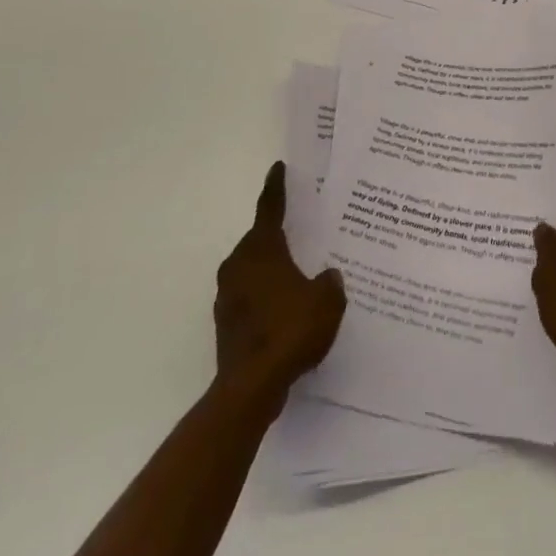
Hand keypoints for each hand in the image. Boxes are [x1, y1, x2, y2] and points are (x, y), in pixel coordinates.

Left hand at [213, 162, 345, 409]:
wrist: (250, 387)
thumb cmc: (290, 330)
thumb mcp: (326, 301)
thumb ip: (330, 282)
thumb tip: (327, 276)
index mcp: (262, 249)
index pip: (270, 208)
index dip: (276, 187)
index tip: (278, 168)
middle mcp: (240, 264)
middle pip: (259, 239)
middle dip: (278, 235)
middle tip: (301, 231)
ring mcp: (228, 294)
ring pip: (253, 269)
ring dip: (271, 268)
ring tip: (297, 275)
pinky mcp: (226, 322)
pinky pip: (249, 296)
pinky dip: (265, 296)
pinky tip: (286, 311)